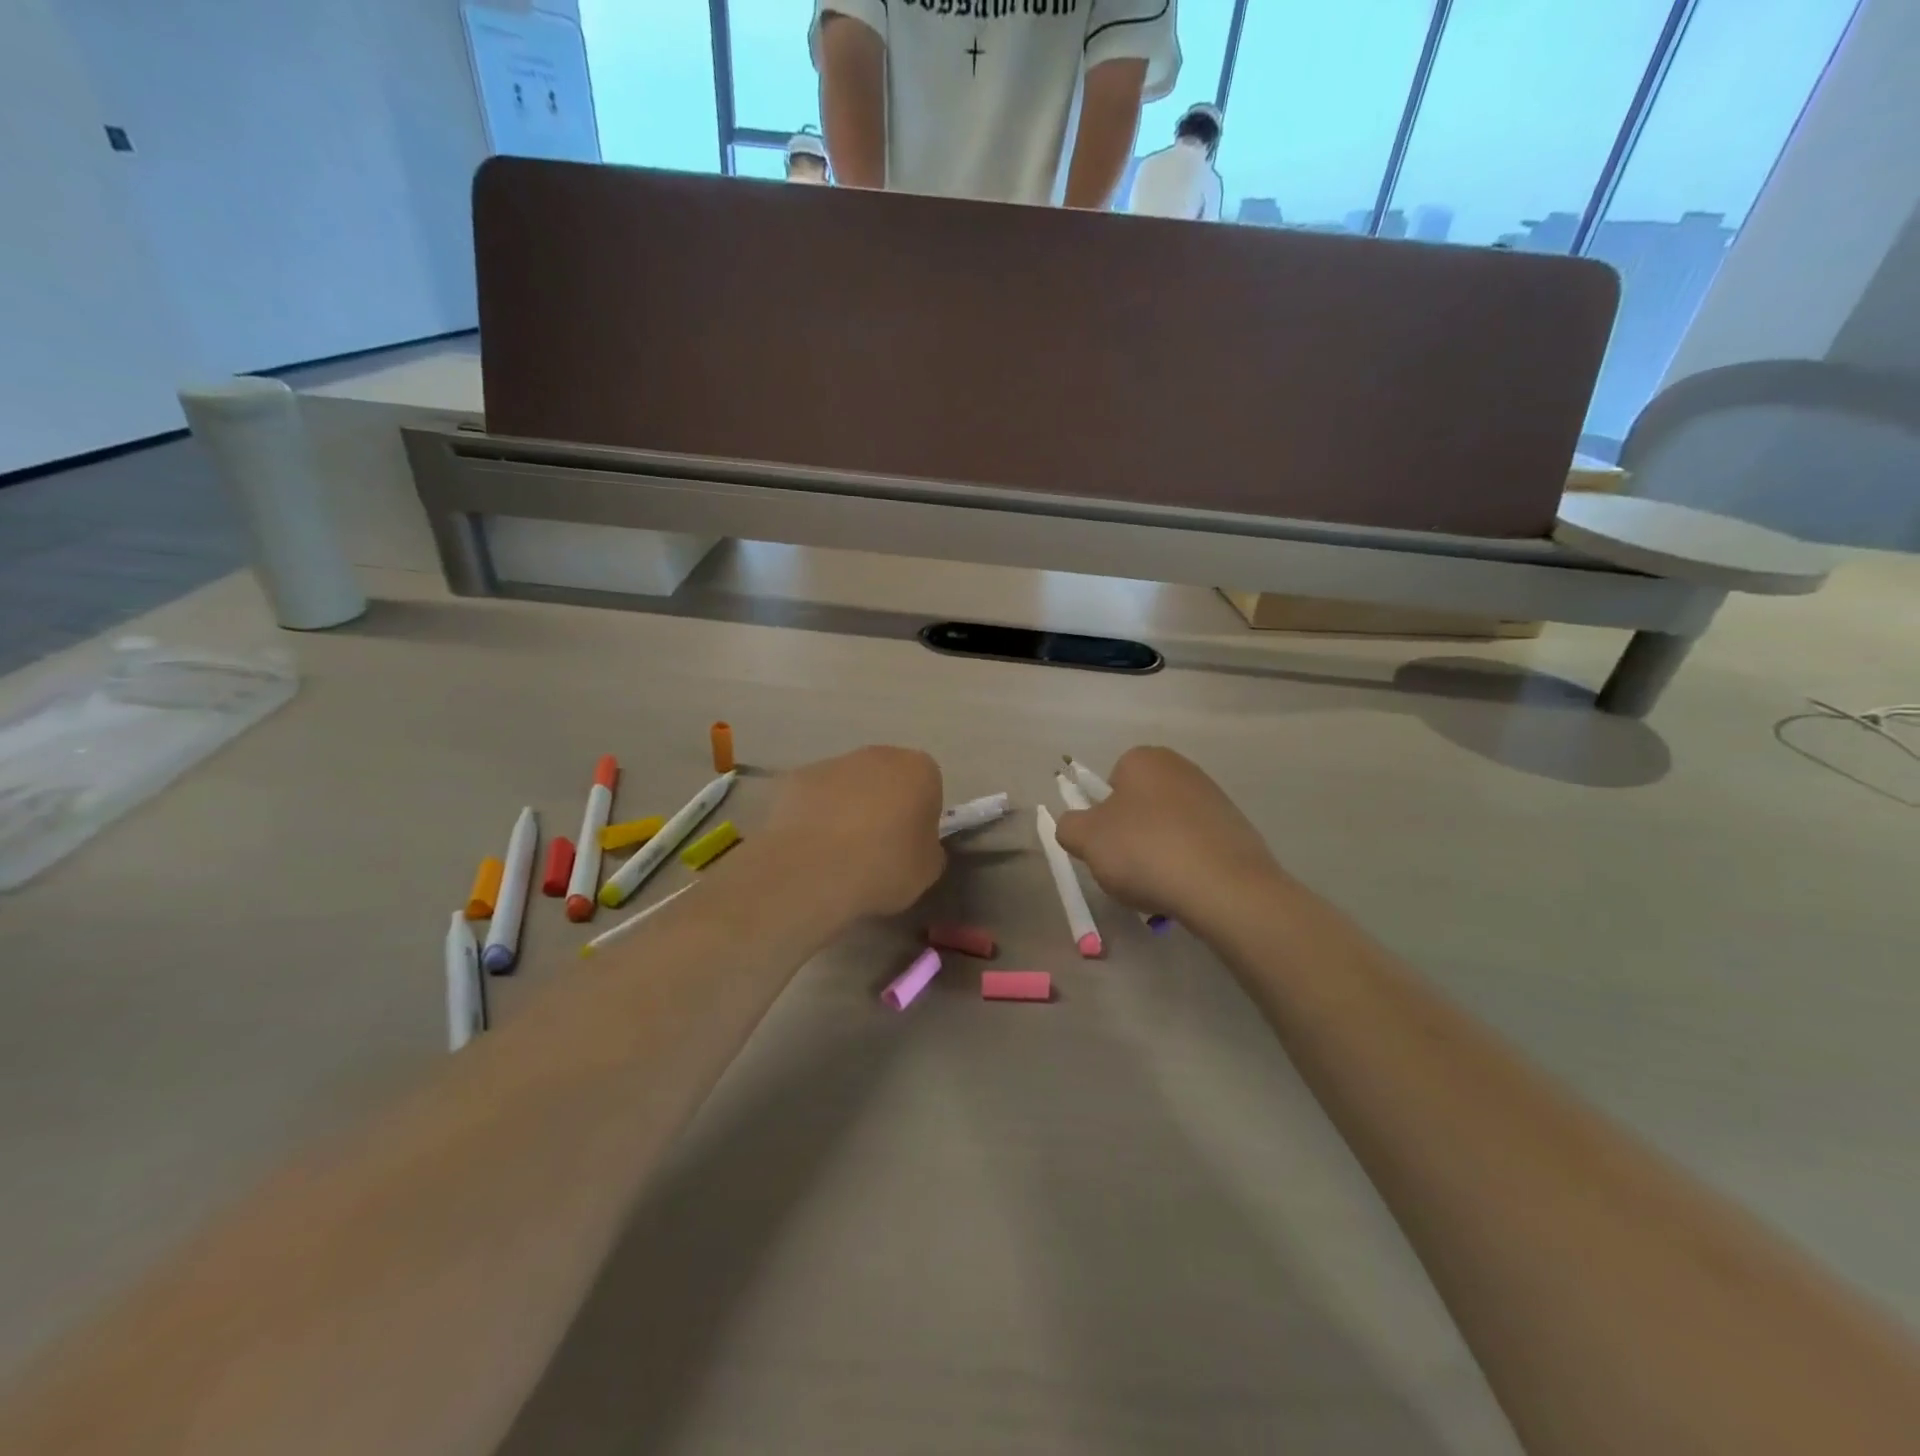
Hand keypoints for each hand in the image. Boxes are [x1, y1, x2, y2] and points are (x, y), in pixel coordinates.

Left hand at [761, 746, 945, 918]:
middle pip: (886, 778)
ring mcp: (832, 763)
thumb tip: (917, 846)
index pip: (928, 788)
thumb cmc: (885, 866)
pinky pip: (813, 798)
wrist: (815, 869)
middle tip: (876, 848)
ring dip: (846, 809)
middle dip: (883, 805)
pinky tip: (810, 849)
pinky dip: (813, 817)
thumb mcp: (927, 869)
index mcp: (919, 770)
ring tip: (838, 853)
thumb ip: (927, 849)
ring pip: (847, 785)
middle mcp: (877, 755)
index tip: (910, 845)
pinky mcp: (795, 779)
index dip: (920, 817)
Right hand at [1054, 747, 1282, 924]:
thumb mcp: (1086, 839)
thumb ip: (1069, 826)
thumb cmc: (1145, 850)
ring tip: (1158, 885)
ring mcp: (1214, 798)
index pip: (1109, 782)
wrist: (1224, 887)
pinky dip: (1186, 865)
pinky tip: (1185, 889)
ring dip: (1157, 852)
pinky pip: (1196, 847)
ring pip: (1167, 828)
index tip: (1104, 845)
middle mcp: (1182, 768)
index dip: (1101, 816)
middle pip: (1139, 805)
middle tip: (1126, 868)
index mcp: (1145, 759)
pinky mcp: (1237, 830)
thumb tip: (1076, 826)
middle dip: (1130, 835)